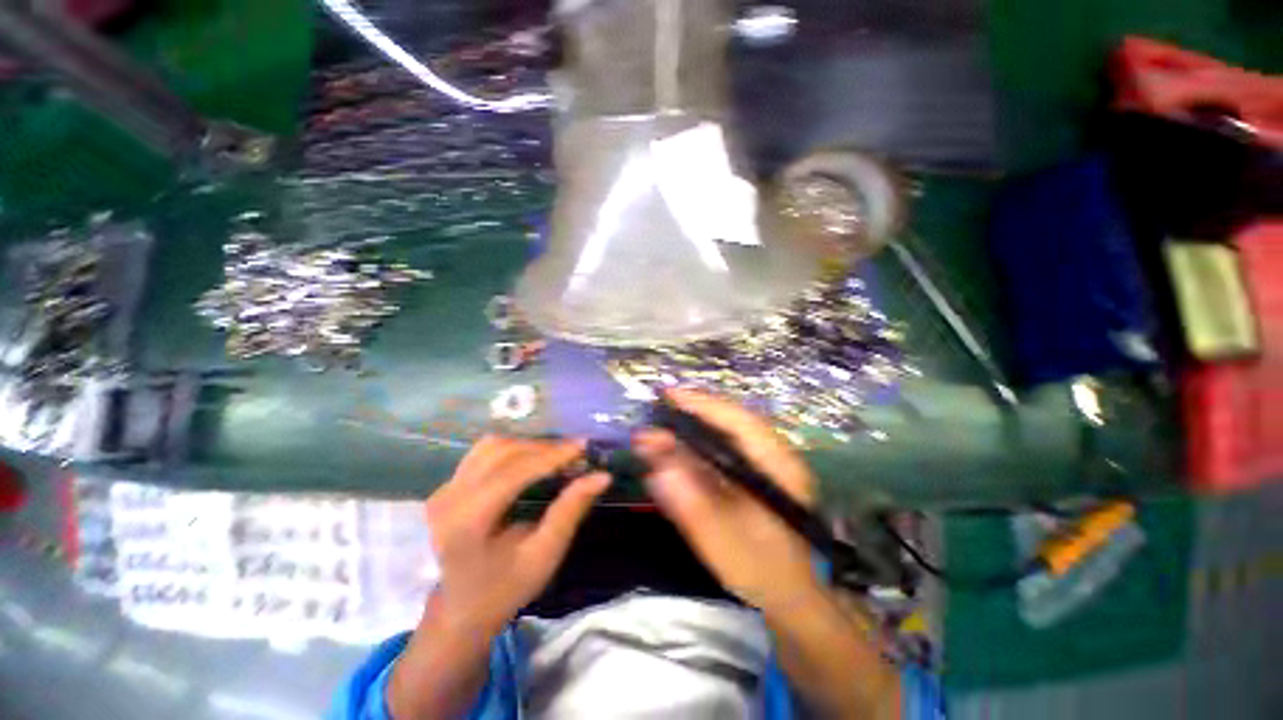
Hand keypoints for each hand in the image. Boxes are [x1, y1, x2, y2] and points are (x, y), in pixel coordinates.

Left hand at [423, 436, 609, 635]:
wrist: (459, 610)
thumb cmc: (504, 589)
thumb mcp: (543, 556)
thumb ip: (570, 511)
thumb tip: (601, 476)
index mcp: (467, 522)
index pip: (513, 472)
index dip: (551, 455)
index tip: (583, 446)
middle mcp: (449, 498)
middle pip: (502, 452)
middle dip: (542, 448)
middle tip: (574, 453)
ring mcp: (443, 489)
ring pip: (491, 446)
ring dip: (527, 445)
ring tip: (555, 455)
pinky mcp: (447, 485)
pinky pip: (483, 453)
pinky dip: (512, 449)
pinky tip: (531, 459)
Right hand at [636, 389, 820, 613]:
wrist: (791, 597)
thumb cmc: (763, 573)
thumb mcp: (724, 542)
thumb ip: (690, 502)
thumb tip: (655, 463)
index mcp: (777, 465)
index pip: (738, 420)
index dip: (702, 404)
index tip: (668, 395)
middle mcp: (773, 455)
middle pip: (728, 422)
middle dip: (688, 419)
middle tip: (653, 420)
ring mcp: (764, 464)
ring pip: (722, 436)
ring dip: (687, 435)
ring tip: (655, 438)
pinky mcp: (753, 475)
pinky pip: (721, 452)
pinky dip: (694, 451)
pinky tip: (672, 457)